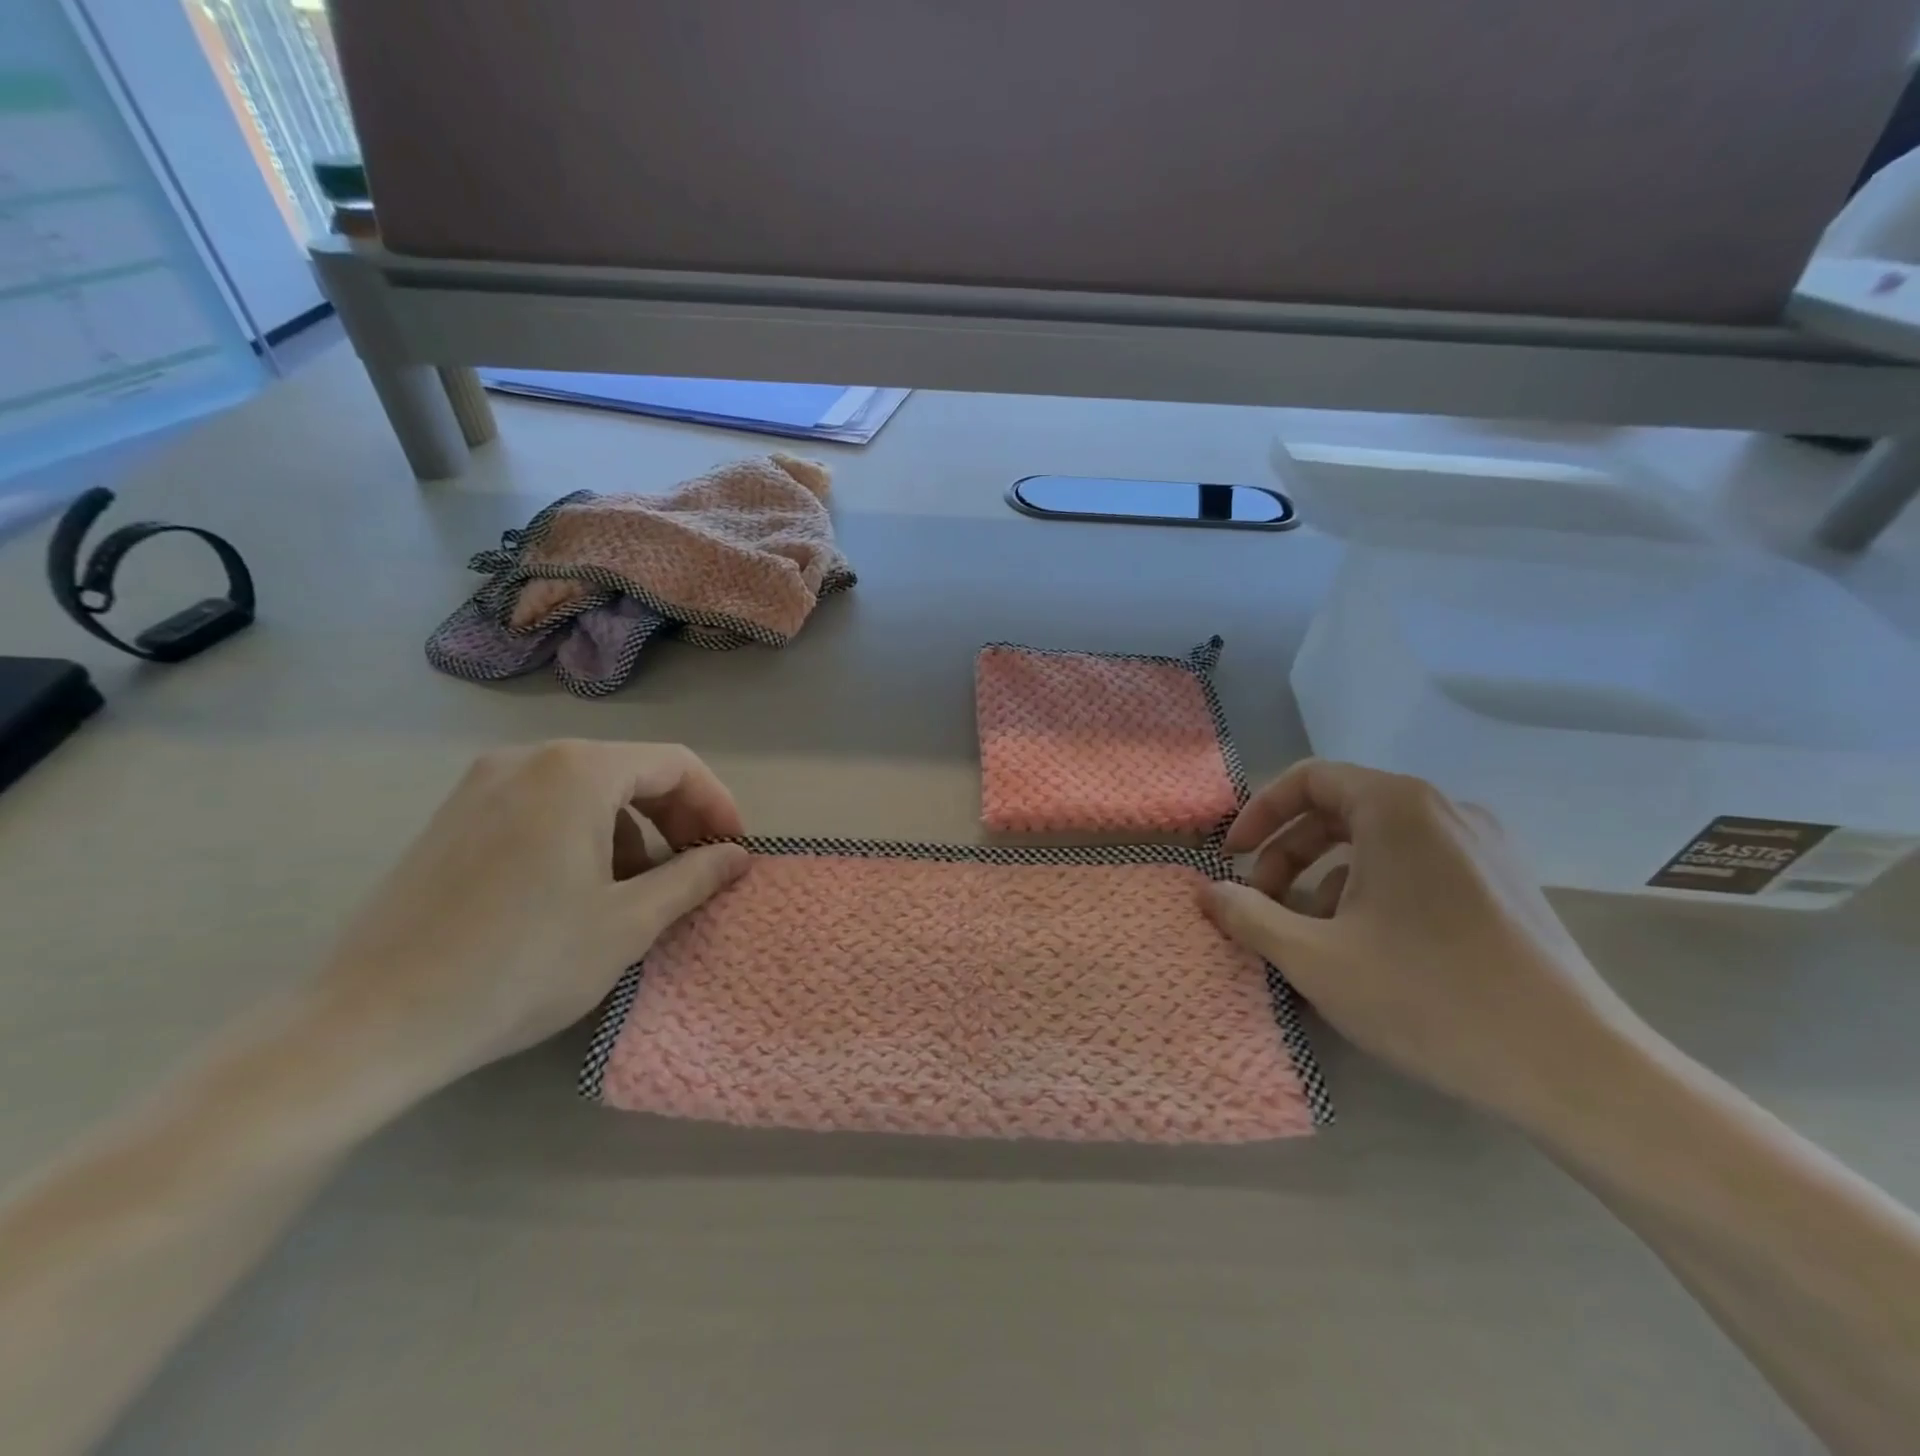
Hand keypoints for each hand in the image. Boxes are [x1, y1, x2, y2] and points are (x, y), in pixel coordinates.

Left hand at [311, 741, 749, 1086]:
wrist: (370, 1023)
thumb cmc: (520, 965)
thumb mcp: (628, 923)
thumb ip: (694, 877)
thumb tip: (737, 856)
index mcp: (576, 771)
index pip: (675, 764)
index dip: (716, 805)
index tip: (734, 852)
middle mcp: (528, 759)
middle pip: (631, 771)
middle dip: (676, 819)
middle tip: (697, 870)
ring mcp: (482, 785)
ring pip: (588, 791)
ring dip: (631, 831)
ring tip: (638, 890)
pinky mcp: (454, 817)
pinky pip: (544, 807)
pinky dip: (583, 835)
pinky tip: (579, 891)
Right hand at [1202, 760, 1646, 1124]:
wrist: (1578, 1070)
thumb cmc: (1430, 998)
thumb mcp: (1314, 959)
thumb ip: (1248, 916)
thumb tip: (1207, 892)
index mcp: (1398, 808)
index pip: (1309, 779)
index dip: (1259, 813)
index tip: (1232, 858)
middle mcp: (1444, 811)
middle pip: (1341, 810)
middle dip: (1288, 854)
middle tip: (1263, 905)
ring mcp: (1484, 847)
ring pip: (1378, 844)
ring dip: (1325, 878)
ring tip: (1309, 936)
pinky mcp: (1507, 886)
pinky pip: (1417, 868)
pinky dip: (1372, 892)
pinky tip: (1366, 949)